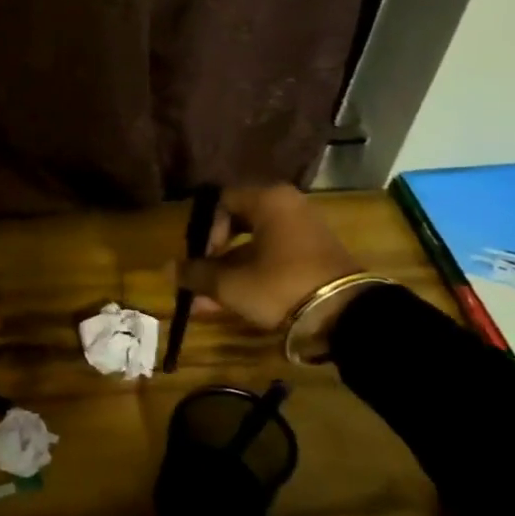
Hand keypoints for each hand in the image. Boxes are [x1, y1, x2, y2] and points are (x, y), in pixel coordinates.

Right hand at [176, 184, 364, 339]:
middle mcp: (287, 206)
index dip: (203, 229)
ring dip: (227, 271)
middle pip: (236, 223)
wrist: (345, 316)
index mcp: (268, 199)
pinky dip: (250, 276)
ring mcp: (303, 231)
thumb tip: (169, 270)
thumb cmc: (280, 285)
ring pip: (252, 246)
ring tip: (206, 301)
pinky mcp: (313, 256)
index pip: (221, 200)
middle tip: (199, 275)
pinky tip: (229, 303)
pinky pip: (271, 258)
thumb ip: (197, 273)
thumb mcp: (231, 283)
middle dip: (212, 254)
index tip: (199, 257)